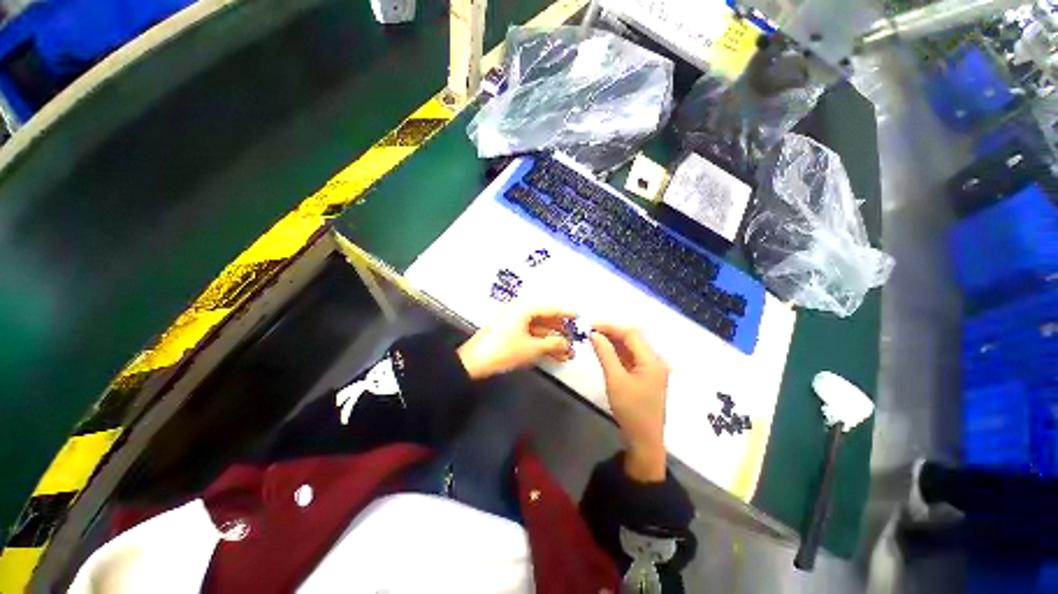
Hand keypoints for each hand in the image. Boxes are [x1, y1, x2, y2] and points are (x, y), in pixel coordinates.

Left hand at [457, 307, 575, 380]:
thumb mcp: (532, 348)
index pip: (550, 309)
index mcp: (525, 309)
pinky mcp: (509, 334)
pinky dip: (541, 344)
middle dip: (560, 332)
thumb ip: (553, 344)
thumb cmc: (504, 350)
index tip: (579, 317)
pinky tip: (553, 355)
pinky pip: (530, 336)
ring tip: (568, 354)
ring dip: (552, 341)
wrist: (472, 363)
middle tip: (574, 342)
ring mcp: (514, 323)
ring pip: (538, 330)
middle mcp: (520, 312)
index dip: (566, 313)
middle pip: (545, 319)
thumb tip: (568, 345)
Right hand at [590, 323, 669, 482]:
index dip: (611, 327)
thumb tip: (594, 334)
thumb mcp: (615, 380)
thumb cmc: (631, 410)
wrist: (644, 440)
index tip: (591, 326)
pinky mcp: (646, 376)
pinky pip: (632, 357)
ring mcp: (652, 369)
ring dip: (615, 341)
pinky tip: (605, 351)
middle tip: (591, 332)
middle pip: (633, 338)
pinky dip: (618, 352)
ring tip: (595, 339)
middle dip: (612, 332)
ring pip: (632, 347)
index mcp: (652, 360)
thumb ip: (605, 354)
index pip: (631, 333)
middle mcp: (655, 360)